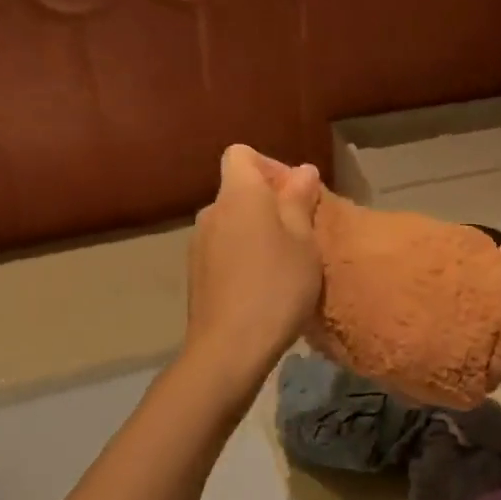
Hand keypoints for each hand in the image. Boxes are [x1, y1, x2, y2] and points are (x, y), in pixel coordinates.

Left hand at [185, 145, 323, 383]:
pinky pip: (224, 249)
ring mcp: (199, 244)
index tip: (295, 194)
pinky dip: (243, 256)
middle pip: (238, 190)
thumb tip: (302, 170)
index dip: (270, 166)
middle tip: (301, 232)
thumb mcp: (304, 242)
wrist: (230, 346)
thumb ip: (300, 200)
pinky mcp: (196, 274)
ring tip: (285, 263)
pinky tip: (263, 286)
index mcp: (239, 194)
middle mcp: (211, 211)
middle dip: (269, 203)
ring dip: (257, 232)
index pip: (241, 154)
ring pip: (232, 223)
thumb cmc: (277, 286)